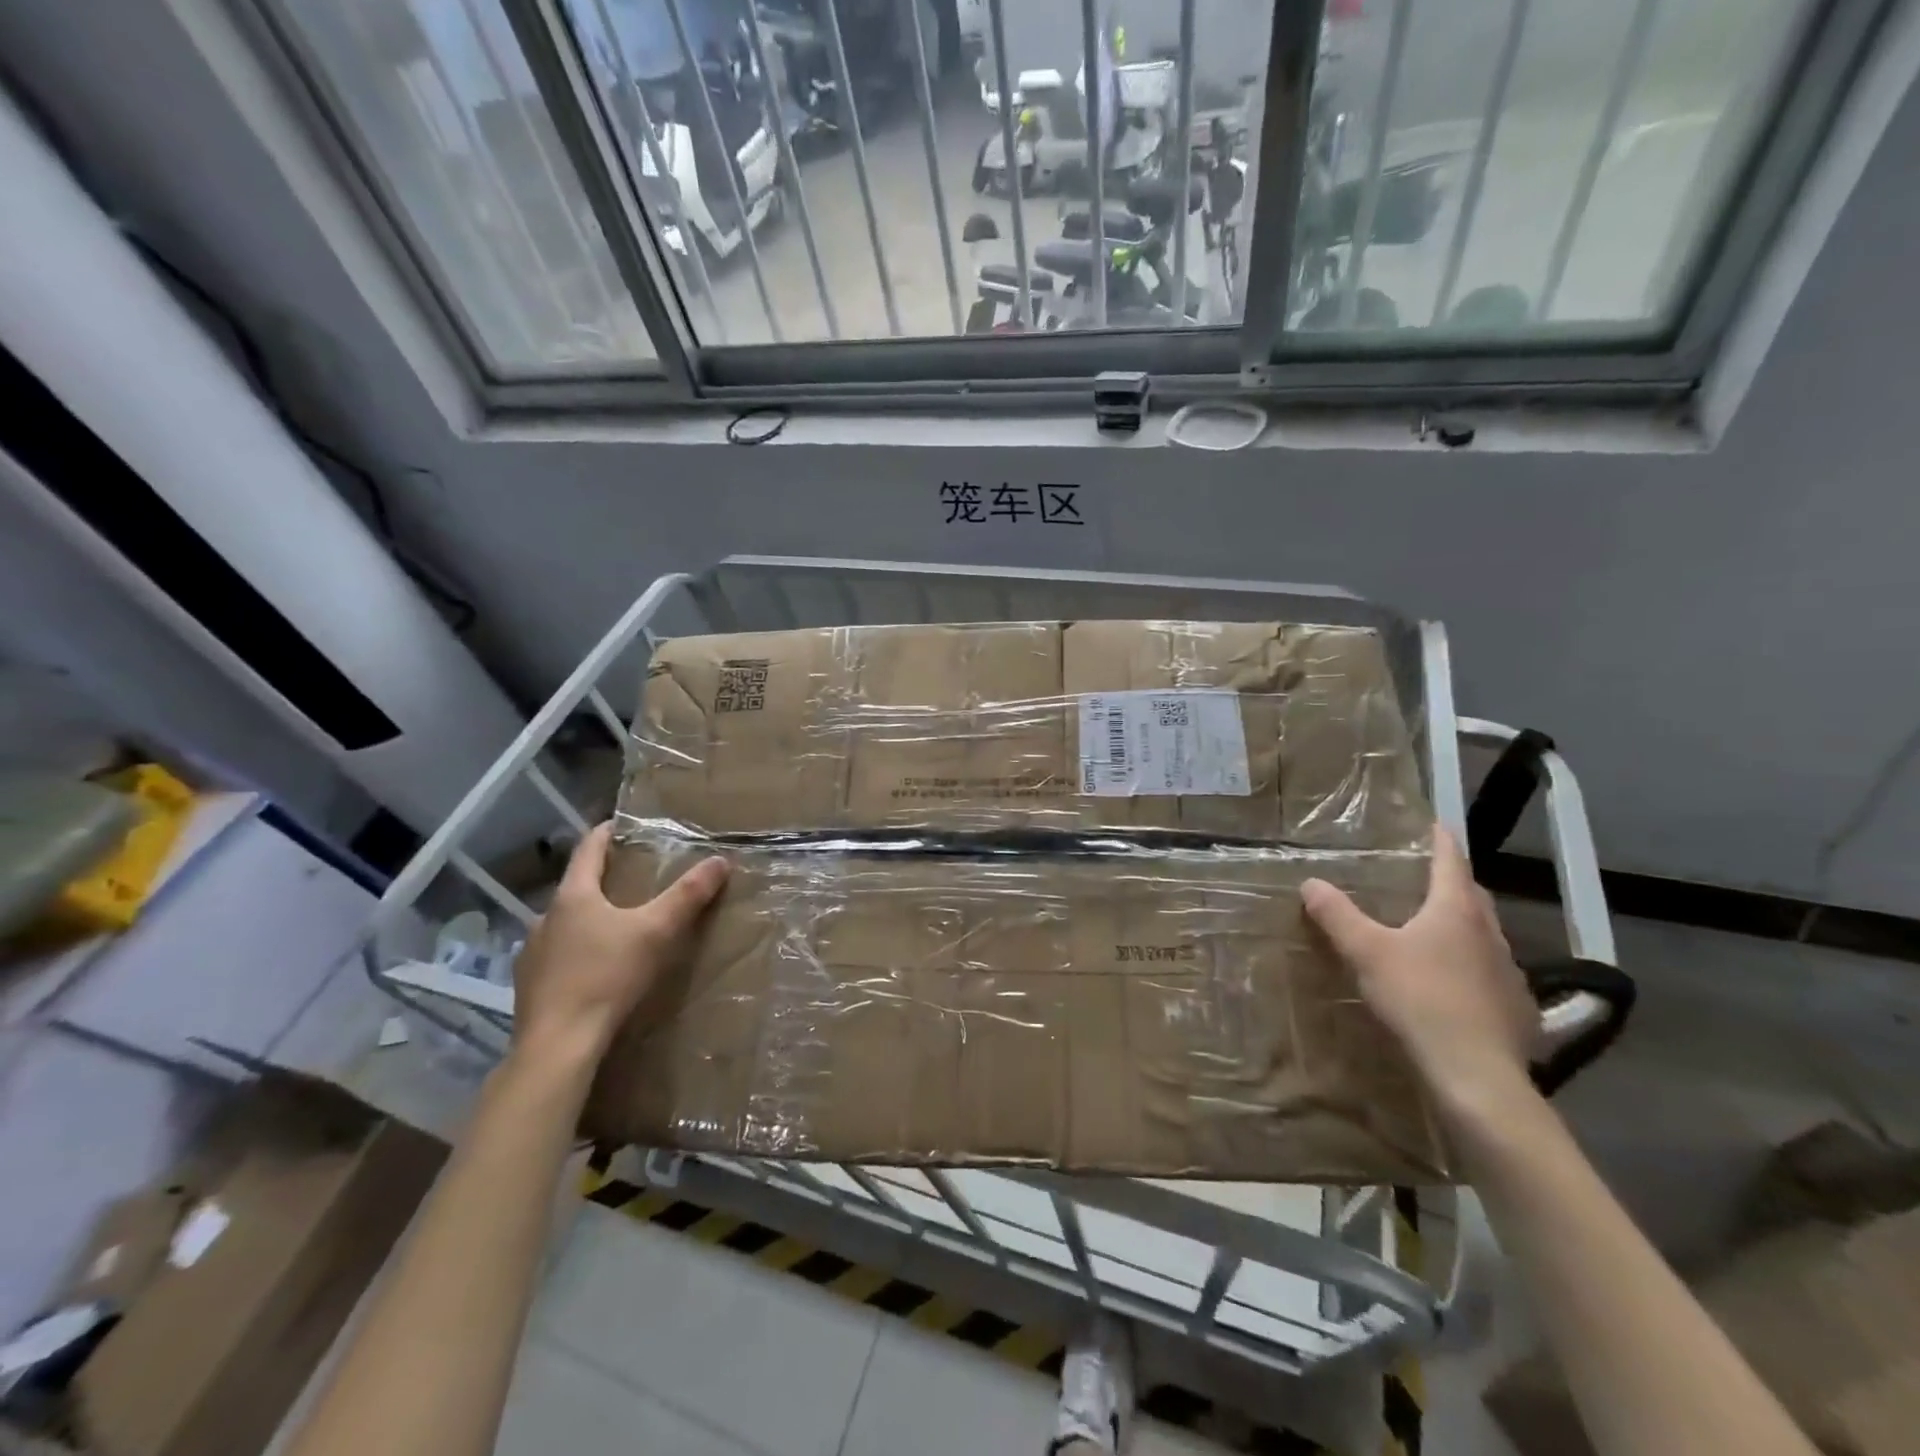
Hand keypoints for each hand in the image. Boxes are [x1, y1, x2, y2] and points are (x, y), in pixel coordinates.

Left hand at [510, 823, 728, 1067]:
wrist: (558, 1045)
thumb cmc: (607, 976)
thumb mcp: (657, 931)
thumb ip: (688, 895)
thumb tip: (720, 860)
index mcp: (573, 896)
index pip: (589, 849)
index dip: (607, 833)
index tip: (623, 824)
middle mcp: (545, 917)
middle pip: (576, 886)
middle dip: (604, 879)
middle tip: (634, 879)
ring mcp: (532, 953)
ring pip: (565, 923)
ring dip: (589, 918)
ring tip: (617, 926)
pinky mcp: (529, 985)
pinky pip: (557, 955)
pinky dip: (577, 951)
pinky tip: (595, 968)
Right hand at [1301, 828, 1538, 1121]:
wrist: (1477, 1074)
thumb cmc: (1420, 999)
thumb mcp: (1366, 952)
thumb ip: (1337, 915)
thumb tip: (1310, 882)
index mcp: (1455, 910)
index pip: (1451, 860)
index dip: (1439, 839)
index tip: (1432, 822)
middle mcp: (1489, 932)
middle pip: (1471, 895)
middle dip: (1450, 880)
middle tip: (1422, 876)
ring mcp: (1509, 971)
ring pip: (1483, 934)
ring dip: (1460, 925)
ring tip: (1431, 929)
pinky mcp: (1517, 1007)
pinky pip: (1490, 972)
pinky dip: (1470, 965)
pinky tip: (1451, 984)